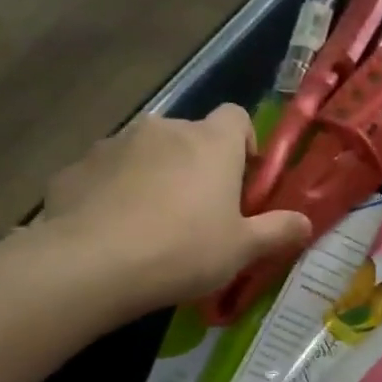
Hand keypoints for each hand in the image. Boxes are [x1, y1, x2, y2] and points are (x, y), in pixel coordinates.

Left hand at [36, 106, 311, 310]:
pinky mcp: (76, 166)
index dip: (243, 144)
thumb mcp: (243, 249)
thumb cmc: (184, 250)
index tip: (241, 181)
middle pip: (190, 137)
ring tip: (152, 224)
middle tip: (200, 212)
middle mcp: (164, 129)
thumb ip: (278, 231)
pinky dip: (115, 192)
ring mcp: (115, 143)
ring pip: (147, 153)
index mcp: (211, 142)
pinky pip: (107, 174)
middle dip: (197, 166)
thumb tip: (306, 222)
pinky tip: (113, 230)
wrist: (91, 264)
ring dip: (155, 176)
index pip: (236, 116)